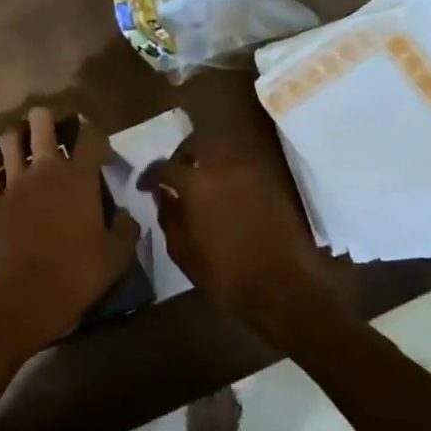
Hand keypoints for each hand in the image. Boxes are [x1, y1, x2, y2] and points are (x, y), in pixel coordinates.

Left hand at [0, 108, 140, 359]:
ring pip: (9, 142)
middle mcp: (45, 171)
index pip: (91, 139)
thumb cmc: (79, 272)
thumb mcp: (116, 254)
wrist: (31, 294)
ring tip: (20, 137)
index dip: (97, 134)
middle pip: (42, 125)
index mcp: (79, 178)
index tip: (101, 146)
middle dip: (46, 117)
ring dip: (14, 135)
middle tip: (52, 123)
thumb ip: (124, 228)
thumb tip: (127, 216)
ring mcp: (15, 184)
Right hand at [140, 135, 335, 342]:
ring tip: (200, 185)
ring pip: (223, 152)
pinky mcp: (272, 183)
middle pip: (198, 142)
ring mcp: (252, 172)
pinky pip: (242, 168)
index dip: (150, 175)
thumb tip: (164, 196)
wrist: (286, 287)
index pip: (164, 166)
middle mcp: (224, 166)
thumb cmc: (227, 275)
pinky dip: (229, 175)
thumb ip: (169, 217)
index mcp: (197, 182)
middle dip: (182, 155)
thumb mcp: (184, 252)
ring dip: (208, 161)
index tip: (144, 186)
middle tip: (175, 175)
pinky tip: (224, 197)